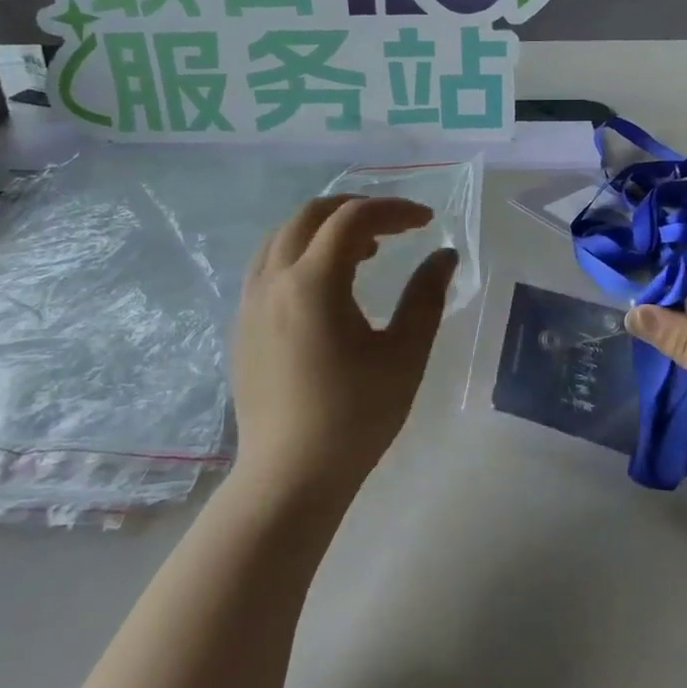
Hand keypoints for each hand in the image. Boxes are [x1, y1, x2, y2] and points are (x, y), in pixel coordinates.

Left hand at [231, 195, 457, 501]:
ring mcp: (250, 301)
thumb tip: (444, 255)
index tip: (427, 222)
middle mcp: (274, 279)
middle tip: (394, 226)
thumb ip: (426, 296)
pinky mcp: (242, 323)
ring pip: (284, 235)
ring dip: (325, 229)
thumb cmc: (354, 418)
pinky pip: (268, 263)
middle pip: (311, 215)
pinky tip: (325, 285)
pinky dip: (300, 252)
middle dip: (356, 209)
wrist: (289, 478)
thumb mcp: (404, 356)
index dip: (394, 211)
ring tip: (363, 252)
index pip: (353, 219)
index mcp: (313, 283)